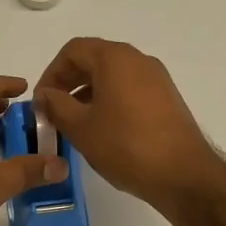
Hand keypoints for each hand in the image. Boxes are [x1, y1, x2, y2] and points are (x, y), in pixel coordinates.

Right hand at [35, 38, 225, 213]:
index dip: (51, 73)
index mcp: (115, 58)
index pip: (73, 50)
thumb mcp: (80, 127)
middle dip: (69, 82)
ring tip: (75, 124)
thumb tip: (45, 95)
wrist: (184, 175)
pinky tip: (103, 130)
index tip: (42, 101)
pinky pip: (130, 89)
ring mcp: (156, 78)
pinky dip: (110, 101)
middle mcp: (138, 60)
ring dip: (88, 93)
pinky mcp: (167, 99)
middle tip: (53, 112)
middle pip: (94, 59)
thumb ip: (56, 105)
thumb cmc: (126, 146)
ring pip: (112, 76)